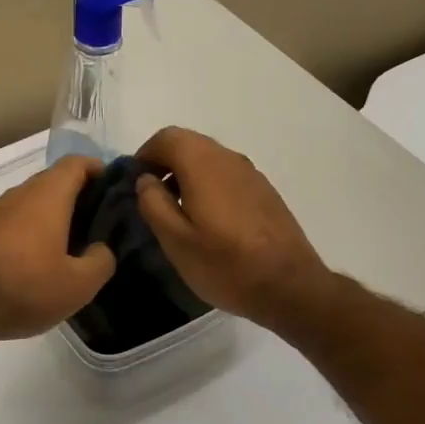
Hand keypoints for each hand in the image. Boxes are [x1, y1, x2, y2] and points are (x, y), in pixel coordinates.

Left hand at [0, 157, 115, 341]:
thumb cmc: (25, 290)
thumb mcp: (79, 285)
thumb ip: (101, 261)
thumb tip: (101, 248)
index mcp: (47, 197)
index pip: (75, 164)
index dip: (97, 169)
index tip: (112, 187)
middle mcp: (17, 195)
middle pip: (51, 180)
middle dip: (75, 193)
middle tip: (96, 220)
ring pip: (26, 200)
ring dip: (47, 211)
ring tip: (64, 238)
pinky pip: (5, 219)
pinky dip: (21, 225)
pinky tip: (24, 248)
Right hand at [133, 127, 331, 329]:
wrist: (289, 285)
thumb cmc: (225, 264)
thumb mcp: (175, 241)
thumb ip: (153, 203)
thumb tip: (146, 179)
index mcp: (203, 164)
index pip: (166, 137)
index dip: (144, 155)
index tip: (134, 183)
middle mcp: (228, 158)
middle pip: (189, 143)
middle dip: (164, 163)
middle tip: (152, 197)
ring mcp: (251, 173)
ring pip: (209, 158)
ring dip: (187, 174)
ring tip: (177, 211)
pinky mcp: (264, 190)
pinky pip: (227, 174)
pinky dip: (208, 184)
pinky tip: (207, 219)